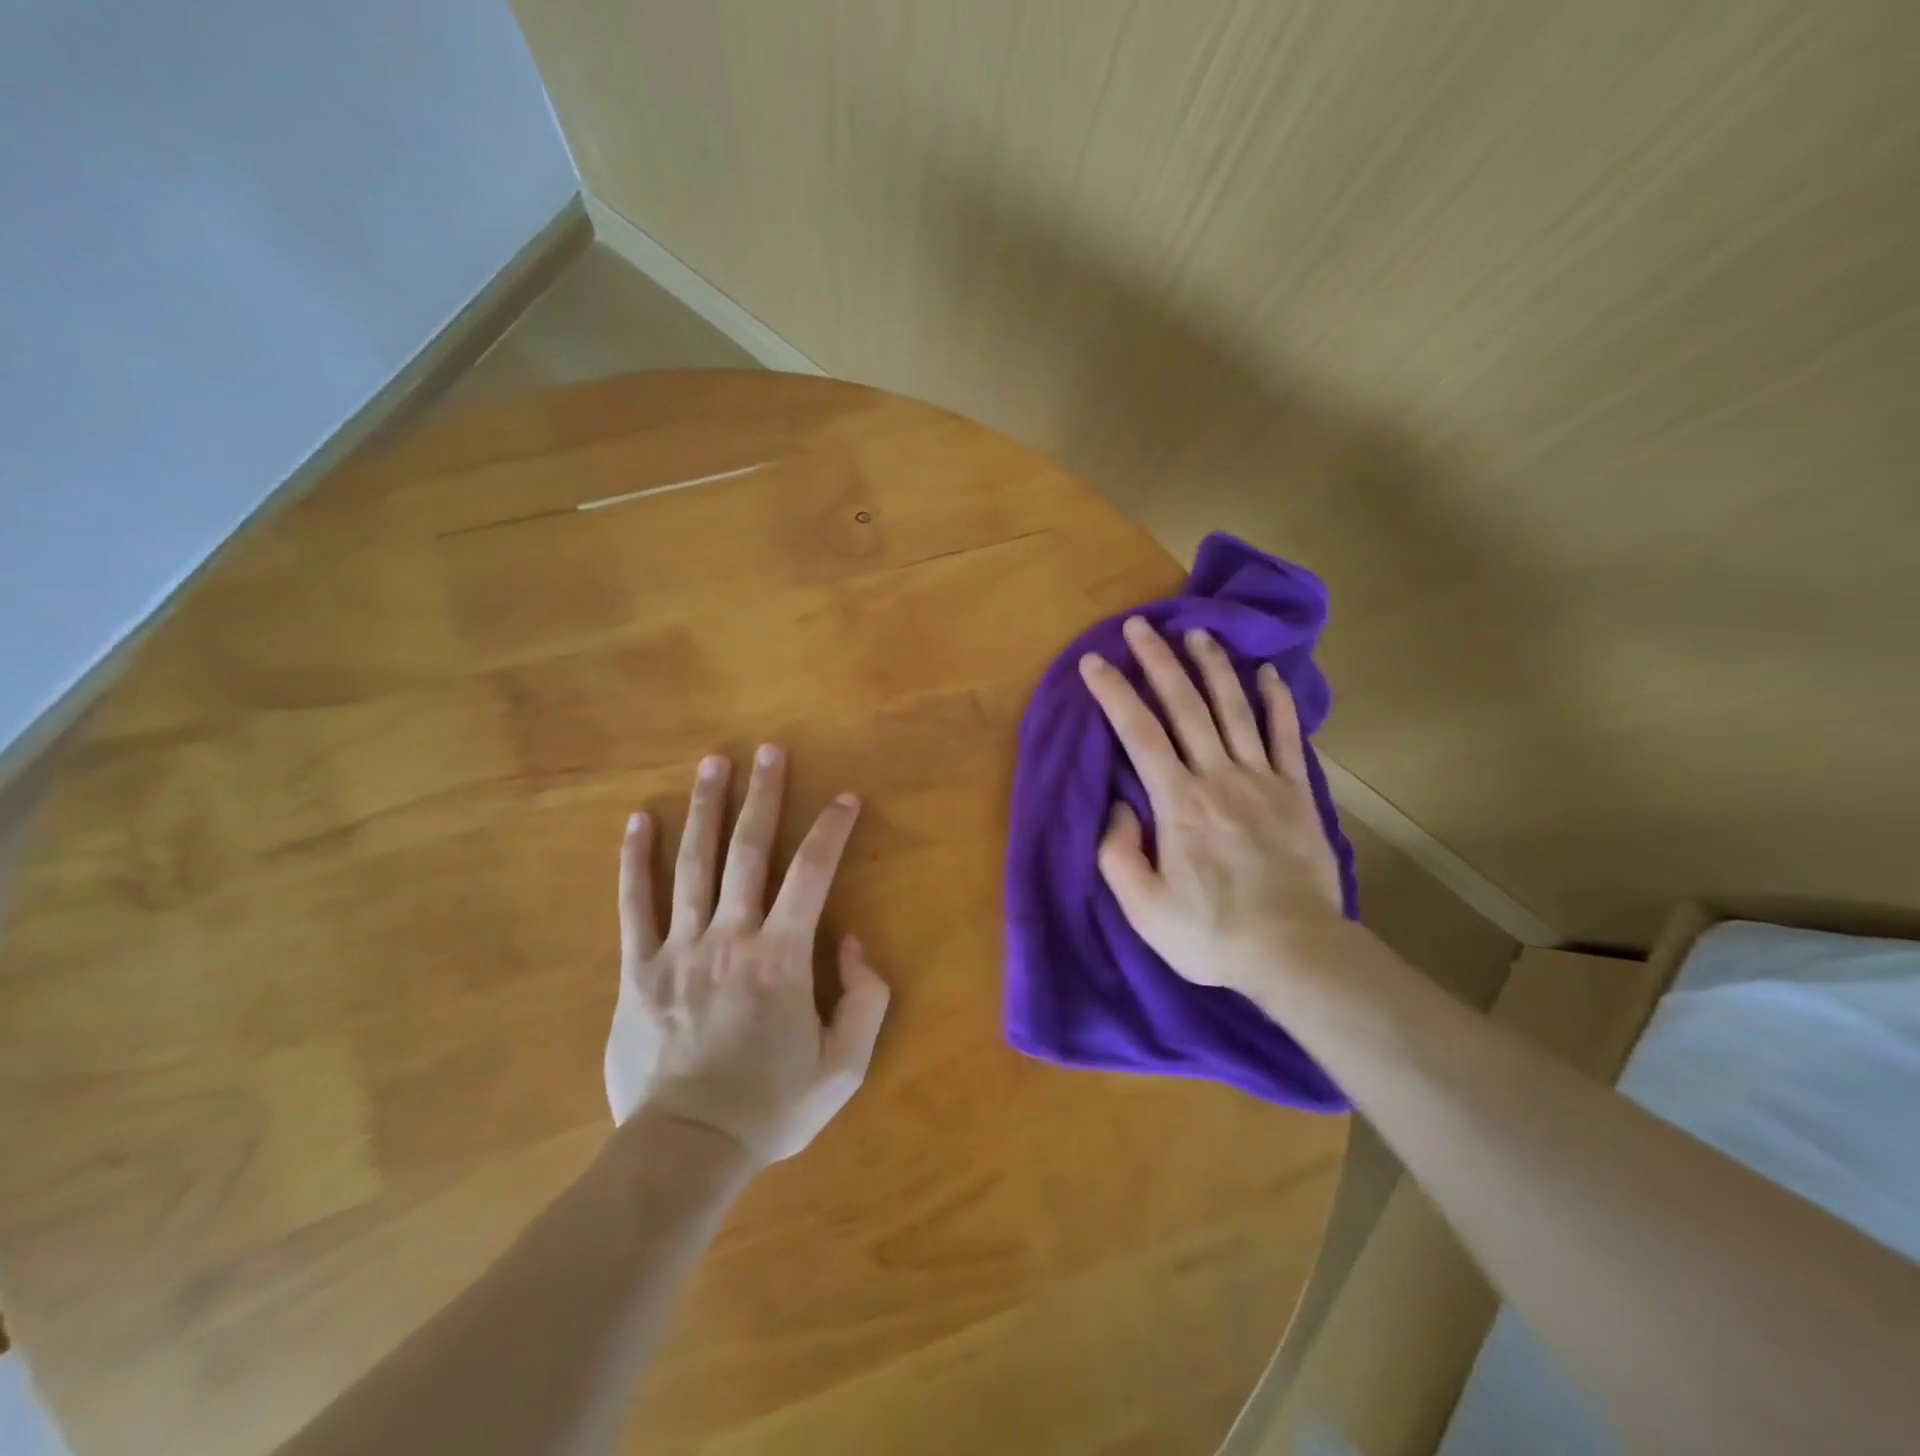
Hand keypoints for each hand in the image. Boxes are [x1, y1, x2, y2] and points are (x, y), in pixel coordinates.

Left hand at [605, 746, 889, 1165]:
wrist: (685, 1151)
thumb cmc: (771, 1108)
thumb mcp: (845, 1067)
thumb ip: (864, 999)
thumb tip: (848, 942)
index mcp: (782, 958)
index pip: (813, 874)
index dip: (832, 830)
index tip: (846, 798)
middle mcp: (730, 937)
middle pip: (748, 850)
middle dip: (763, 795)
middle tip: (768, 749)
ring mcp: (678, 949)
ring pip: (692, 863)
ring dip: (705, 808)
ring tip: (713, 763)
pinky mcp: (637, 970)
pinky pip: (634, 904)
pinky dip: (635, 860)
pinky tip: (638, 821)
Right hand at [1078, 616, 1349, 998]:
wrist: (1296, 952)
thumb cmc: (1211, 933)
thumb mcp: (1144, 908)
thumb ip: (1118, 853)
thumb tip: (1119, 805)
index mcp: (1178, 802)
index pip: (1138, 733)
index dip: (1113, 692)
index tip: (1094, 661)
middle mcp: (1218, 777)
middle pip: (1185, 706)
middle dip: (1159, 660)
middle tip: (1140, 625)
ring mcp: (1263, 780)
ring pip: (1234, 709)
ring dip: (1213, 667)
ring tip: (1197, 632)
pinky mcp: (1298, 792)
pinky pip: (1286, 736)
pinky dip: (1278, 701)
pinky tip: (1268, 673)